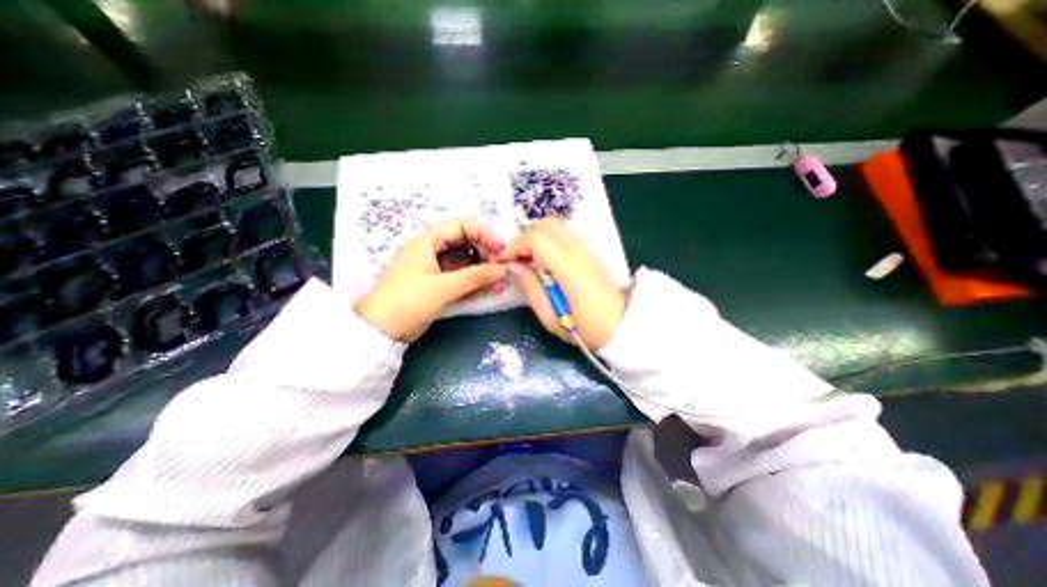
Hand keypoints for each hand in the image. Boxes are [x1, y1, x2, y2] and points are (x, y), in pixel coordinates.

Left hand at [357, 217, 506, 340]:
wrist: (381, 331)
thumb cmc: (409, 301)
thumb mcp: (444, 287)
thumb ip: (475, 277)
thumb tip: (503, 269)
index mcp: (428, 241)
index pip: (462, 227)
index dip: (484, 235)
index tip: (501, 250)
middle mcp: (432, 251)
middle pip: (465, 244)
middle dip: (486, 255)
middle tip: (502, 269)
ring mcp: (434, 268)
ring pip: (464, 263)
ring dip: (482, 271)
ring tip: (500, 283)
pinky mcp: (436, 285)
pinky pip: (460, 278)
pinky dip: (474, 282)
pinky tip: (488, 290)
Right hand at [502, 217, 623, 348]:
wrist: (621, 327)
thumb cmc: (586, 329)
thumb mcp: (550, 318)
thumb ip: (530, 289)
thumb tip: (514, 267)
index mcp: (568, 268)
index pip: (536, 239)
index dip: (515, 246)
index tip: (505, 261)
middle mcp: (578, 252)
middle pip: (547, 224)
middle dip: (526, 237)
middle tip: (517, 259)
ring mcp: (586, 250)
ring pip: (556, 226)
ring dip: (537, 238)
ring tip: (529, 261)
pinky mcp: (589, 253)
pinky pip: (564, 236)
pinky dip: (548, 241)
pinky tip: (544, 262)